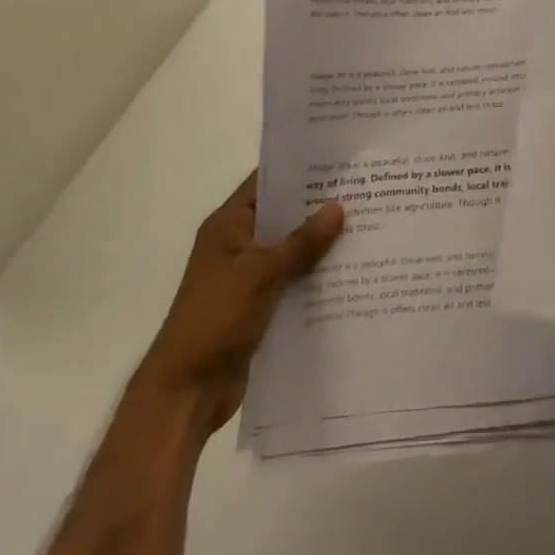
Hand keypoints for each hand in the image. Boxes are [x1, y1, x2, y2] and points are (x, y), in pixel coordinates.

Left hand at [135, 172, 344, 435]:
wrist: (187, 393)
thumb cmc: (215, 319)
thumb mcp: (260, 274)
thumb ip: (301, 242)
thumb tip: (338, 207)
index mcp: (228, 227)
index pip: (265, 183)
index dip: (298, 170)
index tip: (338, 161)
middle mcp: (238, 245)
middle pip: (283, 216)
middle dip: (318, 207)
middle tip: (364, 192)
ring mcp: (249, 276)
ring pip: (292, 250)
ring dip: (321, 244)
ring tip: (368, 227)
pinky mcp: (260, 305)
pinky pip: (293, 280)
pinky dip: (316, 276)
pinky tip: (351, 271)